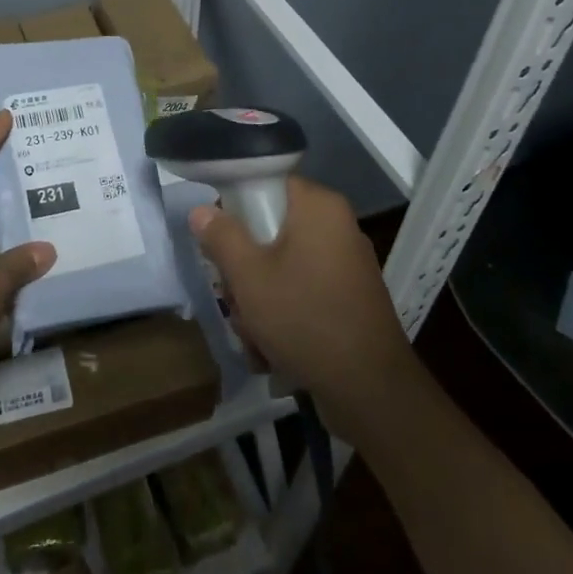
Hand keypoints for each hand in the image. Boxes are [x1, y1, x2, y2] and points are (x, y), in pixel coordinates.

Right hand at [190, 176, 412, 436]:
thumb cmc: (304, 317)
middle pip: (271, 229)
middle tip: (234, 297)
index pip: (267, 184)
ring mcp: (346, 264)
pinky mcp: (349, 298)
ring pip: (282, 266)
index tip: (220, 242)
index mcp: (318, 207)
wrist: (370, 390)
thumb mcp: (248, 276)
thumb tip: (202, 210)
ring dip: (258, 298)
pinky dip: (283, 314)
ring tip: (252, 333)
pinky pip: (302, 291)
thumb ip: (221, 236)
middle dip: (244, 268)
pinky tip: (271, 348)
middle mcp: (337, 226)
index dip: (237, 209)